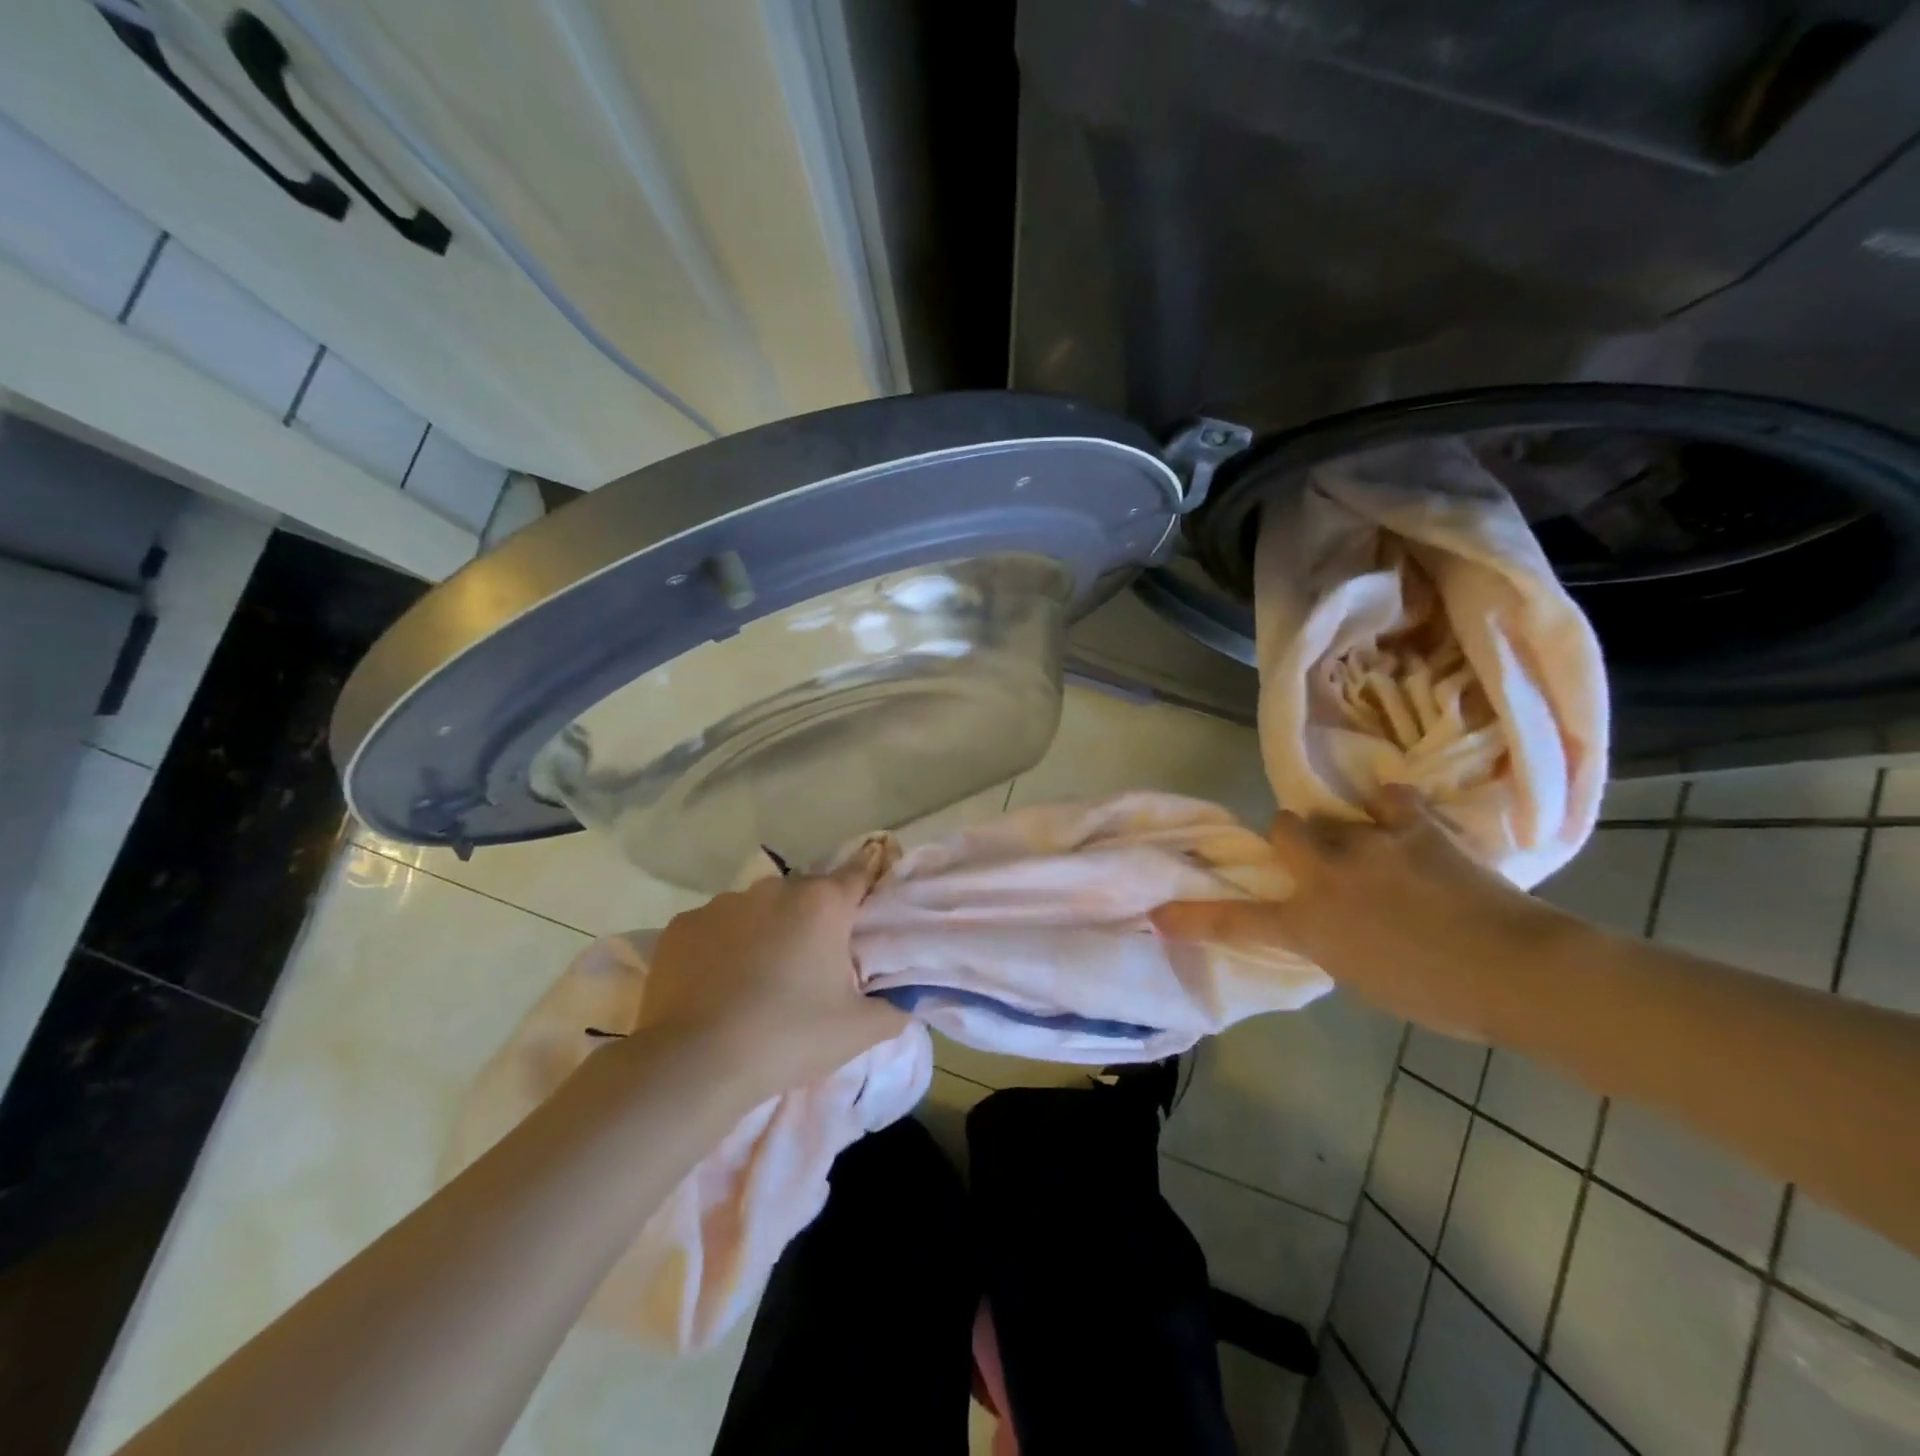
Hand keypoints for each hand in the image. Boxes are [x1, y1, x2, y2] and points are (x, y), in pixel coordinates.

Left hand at [631, 848, 907, 1094]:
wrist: (695, 1063)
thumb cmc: (788, 1037)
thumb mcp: (858, 1031)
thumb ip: (895, 1008)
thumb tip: (907, 999)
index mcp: (823, 903)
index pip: (859, 874)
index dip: (866, 891)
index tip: (866, 915)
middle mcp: (774, 889)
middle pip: (806, 895)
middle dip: (813, 921)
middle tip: (811, 967)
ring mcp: (722, 903)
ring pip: (757, 910)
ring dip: (765, 932)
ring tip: (757, 981)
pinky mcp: (682, 925)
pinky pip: (715, 929)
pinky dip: (721, 947)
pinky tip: (716, 986)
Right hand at [1152, 785, 1566, 1038]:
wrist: (1516, 974)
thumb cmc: (1439, 996)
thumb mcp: (1363, 977)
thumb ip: (1330, 941)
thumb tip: (1325, 919)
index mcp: (1309, 924)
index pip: (1235, 921)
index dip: (1193, 918)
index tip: (1159, 915)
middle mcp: (1325, 877)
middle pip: (1283, 829)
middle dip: (1294, 839)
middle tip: (1319, 858)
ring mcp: (1367, 845)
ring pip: (1331, 815)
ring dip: (1346, 830)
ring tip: (1379, 848)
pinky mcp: (1412, 827)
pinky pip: (1391, 799)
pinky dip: (1395, 810)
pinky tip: (1408, 821)